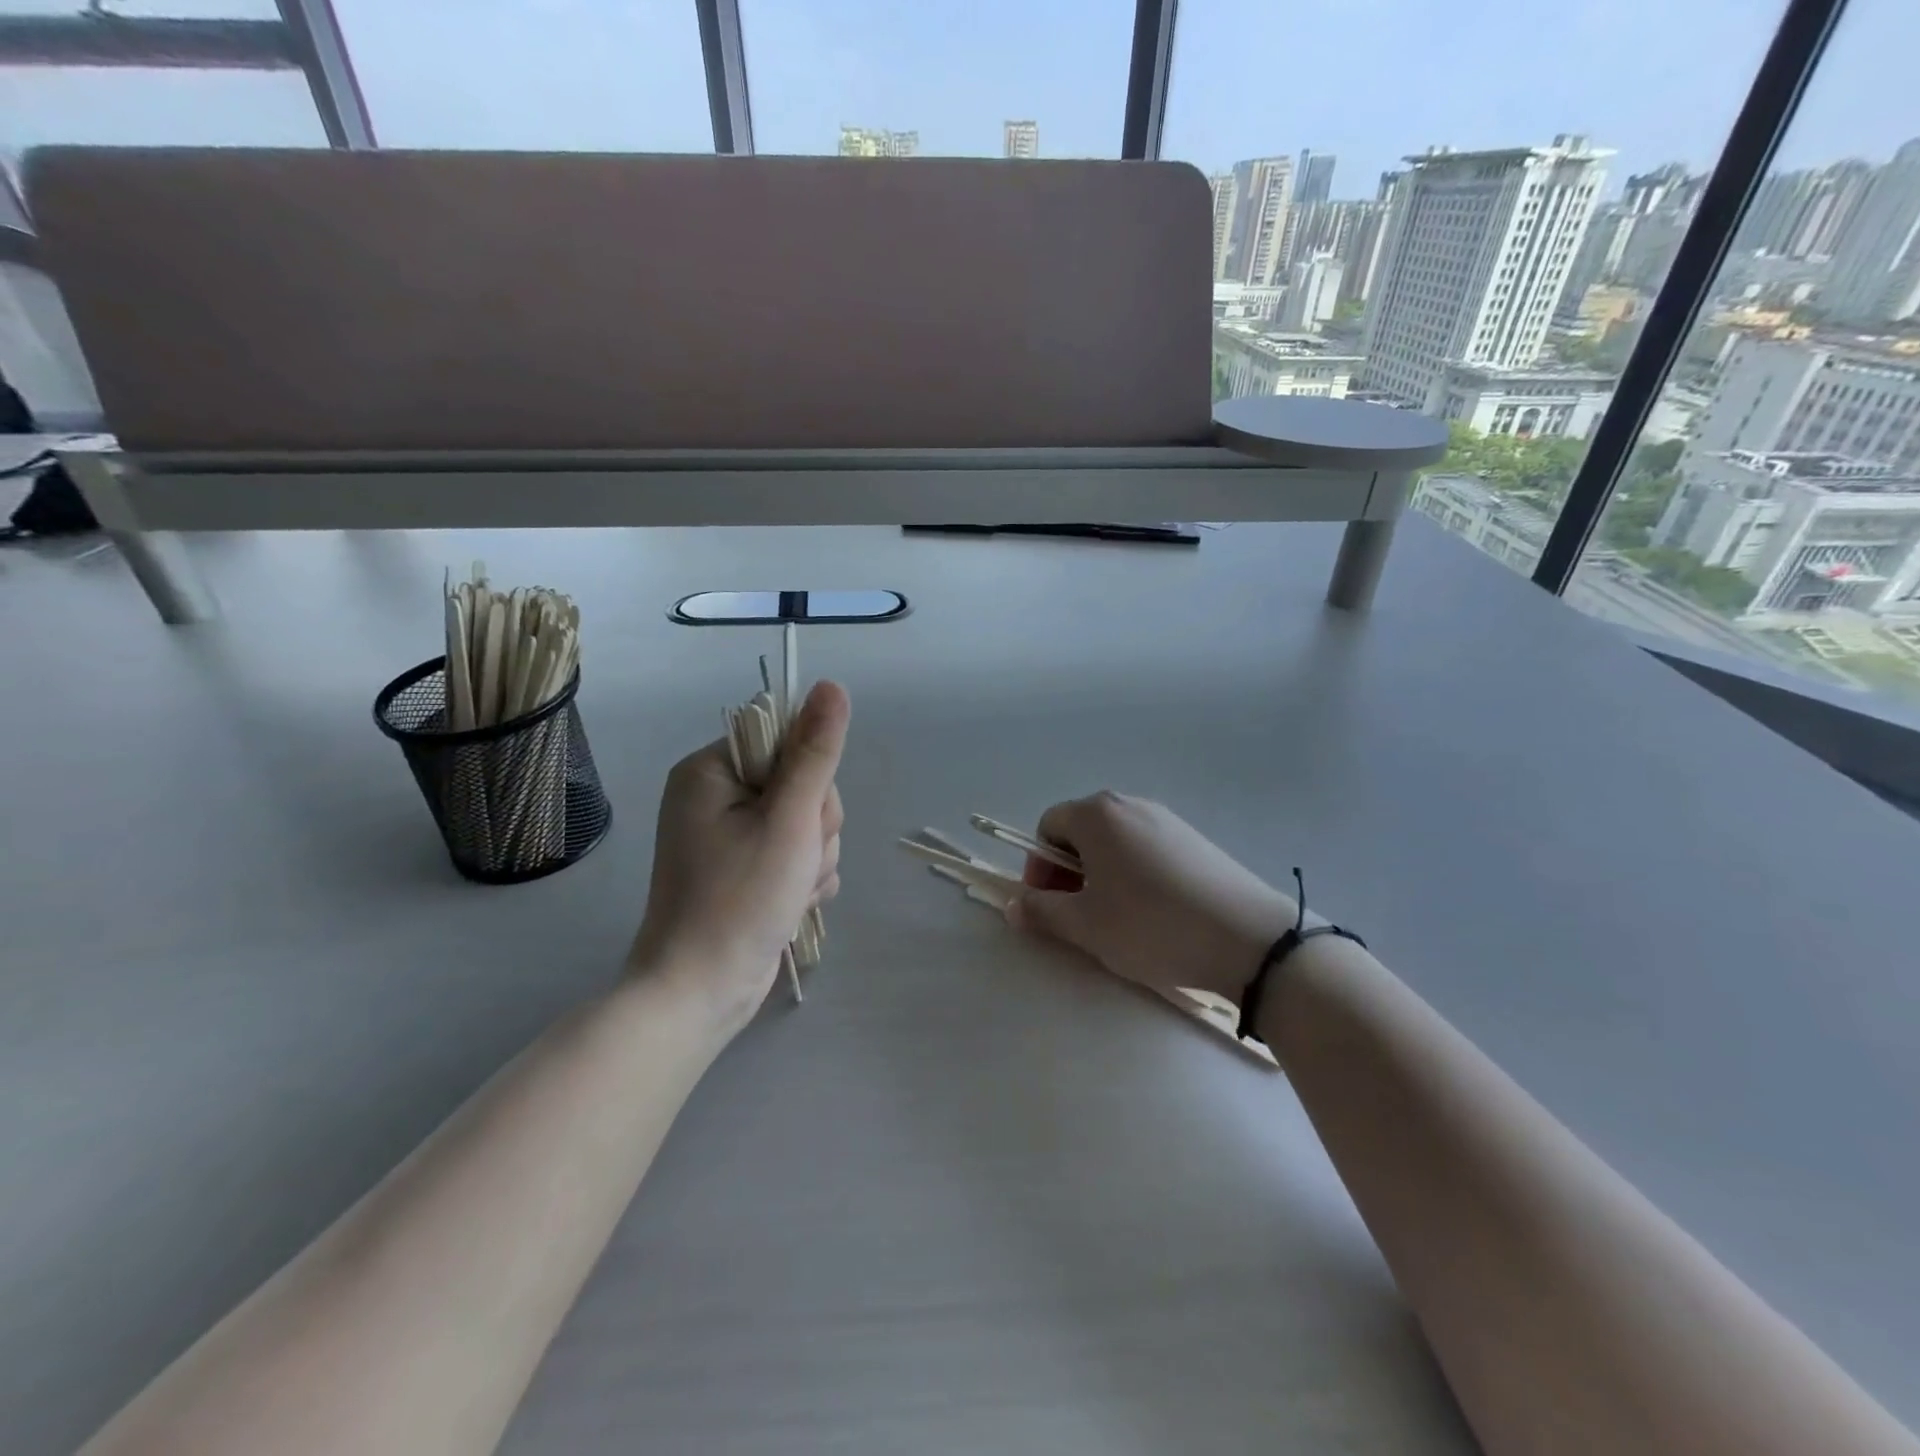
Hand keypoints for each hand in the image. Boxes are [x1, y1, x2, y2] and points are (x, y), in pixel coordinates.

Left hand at [628, 681, 848, 1033]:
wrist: (701, 992)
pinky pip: (798, 851)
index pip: (784, 739)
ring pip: (807, 821)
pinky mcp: (747, 867)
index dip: (810, 776)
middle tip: (796, 860)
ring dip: (814, 856)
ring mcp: (731, 834)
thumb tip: (832, 686)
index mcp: (711, 770)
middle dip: (815, 825)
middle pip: (802, 783)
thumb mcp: (788, 820)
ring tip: (791, 889)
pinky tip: (794, 902)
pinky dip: (805, 876)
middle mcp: (716, 795)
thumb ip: (815, 753)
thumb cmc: (740, 900)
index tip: (803, 815)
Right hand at [1007, 792, 1295, 1004]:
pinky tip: (1153, 911)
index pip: (1047, 826)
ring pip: (1115, 841)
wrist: (1249, 938)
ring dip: (1101, 873)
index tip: (1049, 904)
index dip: (1038, 866)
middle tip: (1078, 913)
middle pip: (1081, 830)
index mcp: (1097, 815)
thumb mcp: (1086, 926)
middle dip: (1068, 870)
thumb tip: (1012, 904)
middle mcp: (1130, 805)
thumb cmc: (1152, 926)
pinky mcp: (1195, 839)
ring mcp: (1167, 819)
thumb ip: (1041, 911)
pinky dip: (1134, 873)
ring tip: (1116, 917)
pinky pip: (1147, 848)